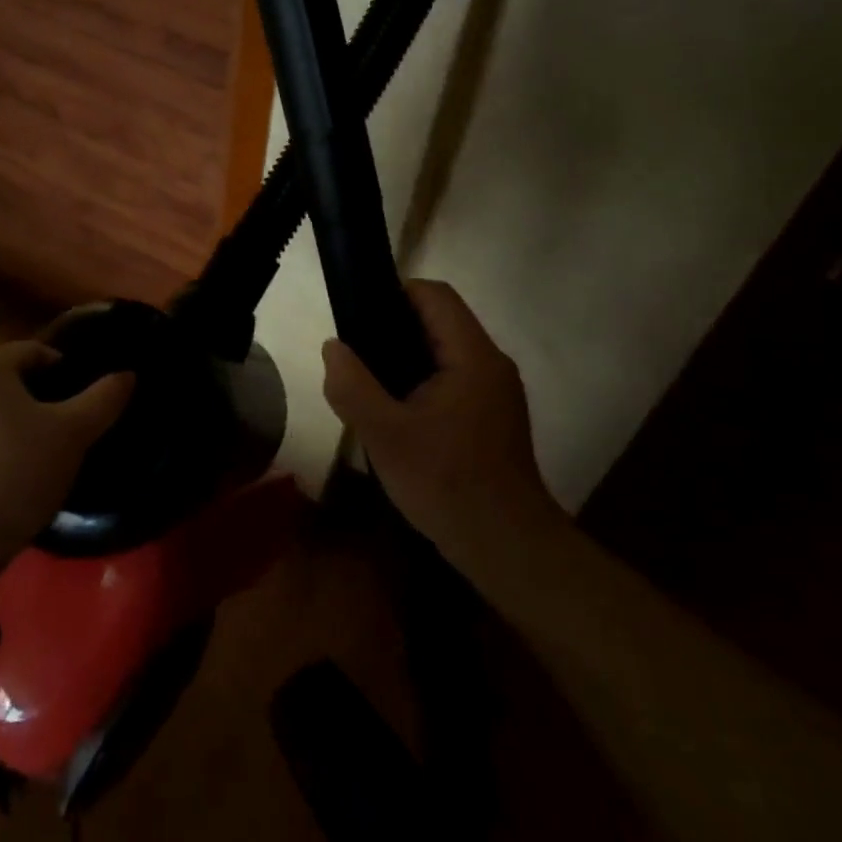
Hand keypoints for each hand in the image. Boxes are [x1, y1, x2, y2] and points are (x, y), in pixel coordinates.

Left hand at [0, 339, 132, 582]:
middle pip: (9, 381)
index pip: (33, 350)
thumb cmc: (16, 472)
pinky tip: (12, 475)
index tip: (83, 395)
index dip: (64, 367)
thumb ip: (102, 400)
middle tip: (67, 425)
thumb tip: (128, 374)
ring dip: (15, 425)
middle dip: (39, 398)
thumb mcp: (72, 435)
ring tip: (42, 453)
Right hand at [322, 280, 562, 573]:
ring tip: (372, 384)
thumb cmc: (447, 483)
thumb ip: (352, 386)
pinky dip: (424, 381)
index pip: (435, 294)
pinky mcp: (494, 416)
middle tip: (358, 356)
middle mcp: (491, 363)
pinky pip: (454, 377)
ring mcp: (497, 391)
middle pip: (440, 319)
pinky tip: (399, 414)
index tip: (360, 317)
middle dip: (394, 328)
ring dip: (407, 357)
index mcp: (472, 356)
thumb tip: (333, 347)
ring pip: (446, 351)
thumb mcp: (385, 435)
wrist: (508, 548)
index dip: (394, 293)